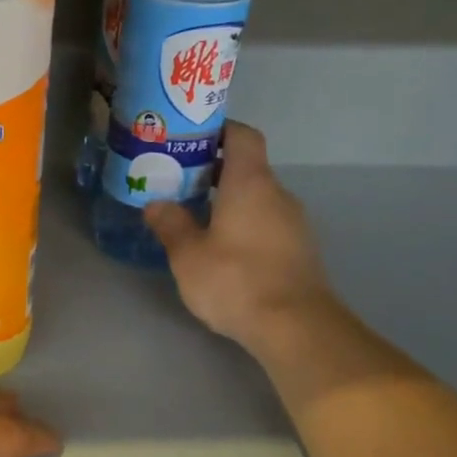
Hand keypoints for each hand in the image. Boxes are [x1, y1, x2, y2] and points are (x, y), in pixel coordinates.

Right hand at [145, 121, 335, 354]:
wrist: (295, 326)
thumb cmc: (235, 280)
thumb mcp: (188, 255)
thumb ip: (171, 224)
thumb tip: (156, 204)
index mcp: (250, 182)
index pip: (242, 135)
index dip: (218, 131)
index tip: (190, 140)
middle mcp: (277, 194)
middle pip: (248, 168)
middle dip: (215, 172)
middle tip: (180, 184)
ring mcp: (294, 222)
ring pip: (257, 199)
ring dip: (230, 202)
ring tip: (196, 220)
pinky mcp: (299, 250)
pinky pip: (267, 224)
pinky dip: (245, 226)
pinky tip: (223, 251)